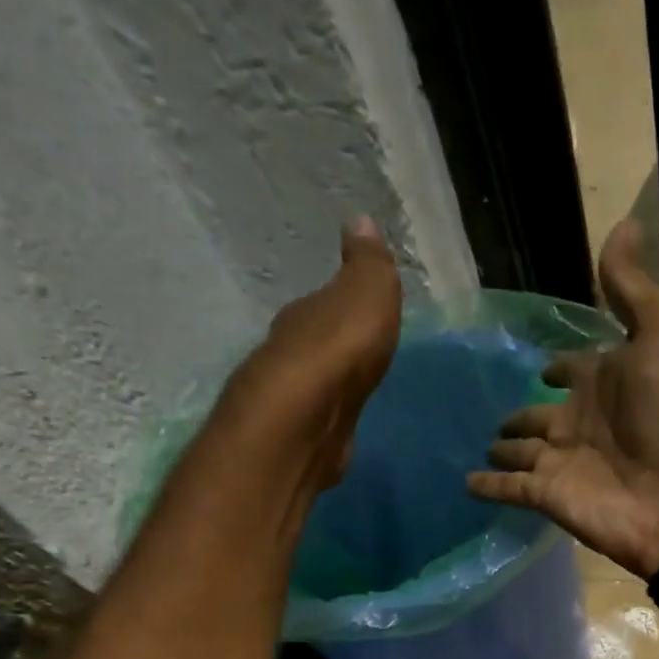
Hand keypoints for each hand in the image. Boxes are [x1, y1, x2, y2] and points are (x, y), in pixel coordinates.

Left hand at [215, 217, 401, 492]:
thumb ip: (368, 265)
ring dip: (330, 384)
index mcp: (307, 315)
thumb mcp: (366, 294)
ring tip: (351, 389)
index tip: (356, 310)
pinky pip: (321, 418)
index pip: (324, 304)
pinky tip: (340, 422)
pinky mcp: (303, 437)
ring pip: (316, 383)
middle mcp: (291, 352)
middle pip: (316, 344)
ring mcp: (295, 400)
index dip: (341, 306)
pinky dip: (330, 416)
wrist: (308, 419)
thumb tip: (361, 221)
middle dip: (333, 345)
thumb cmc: (339, 350)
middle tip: (355, 351)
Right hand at [466, 221, 658, 577]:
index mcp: (606, 381)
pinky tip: (465, 482)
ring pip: (522, 451)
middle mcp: (581, 421)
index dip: (559, 366)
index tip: (540, 363)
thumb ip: (633, 287)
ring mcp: (562, 462)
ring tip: (478, 442)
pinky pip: (508, 488)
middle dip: (520, 413)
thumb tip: (623, 224)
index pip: (574, 369)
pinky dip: (487, 486)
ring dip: (503, 448)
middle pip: (541, 414)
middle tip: (490, 412)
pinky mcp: (546, 496)